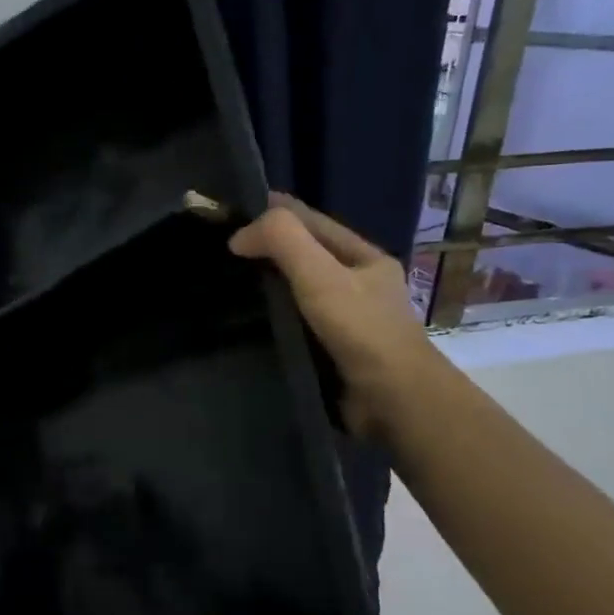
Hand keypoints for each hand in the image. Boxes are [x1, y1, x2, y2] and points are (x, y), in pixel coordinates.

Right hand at [229, 194, 442, 440]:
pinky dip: (272, 318)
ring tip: (225, 285)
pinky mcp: (333, 350)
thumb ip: (283, 242)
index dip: (272, 212)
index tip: (229, 214)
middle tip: (220, 252)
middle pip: (305, 255)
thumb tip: (239, 235)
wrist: (393, 401)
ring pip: (298, 290)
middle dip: (267, 249)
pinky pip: (296, 322)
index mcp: (364, 258)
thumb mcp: (321, 276)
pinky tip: (247, 322)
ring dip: (267, 286)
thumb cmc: (361, 331)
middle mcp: (358, 284)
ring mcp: (347, 319)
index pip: (311, 221)